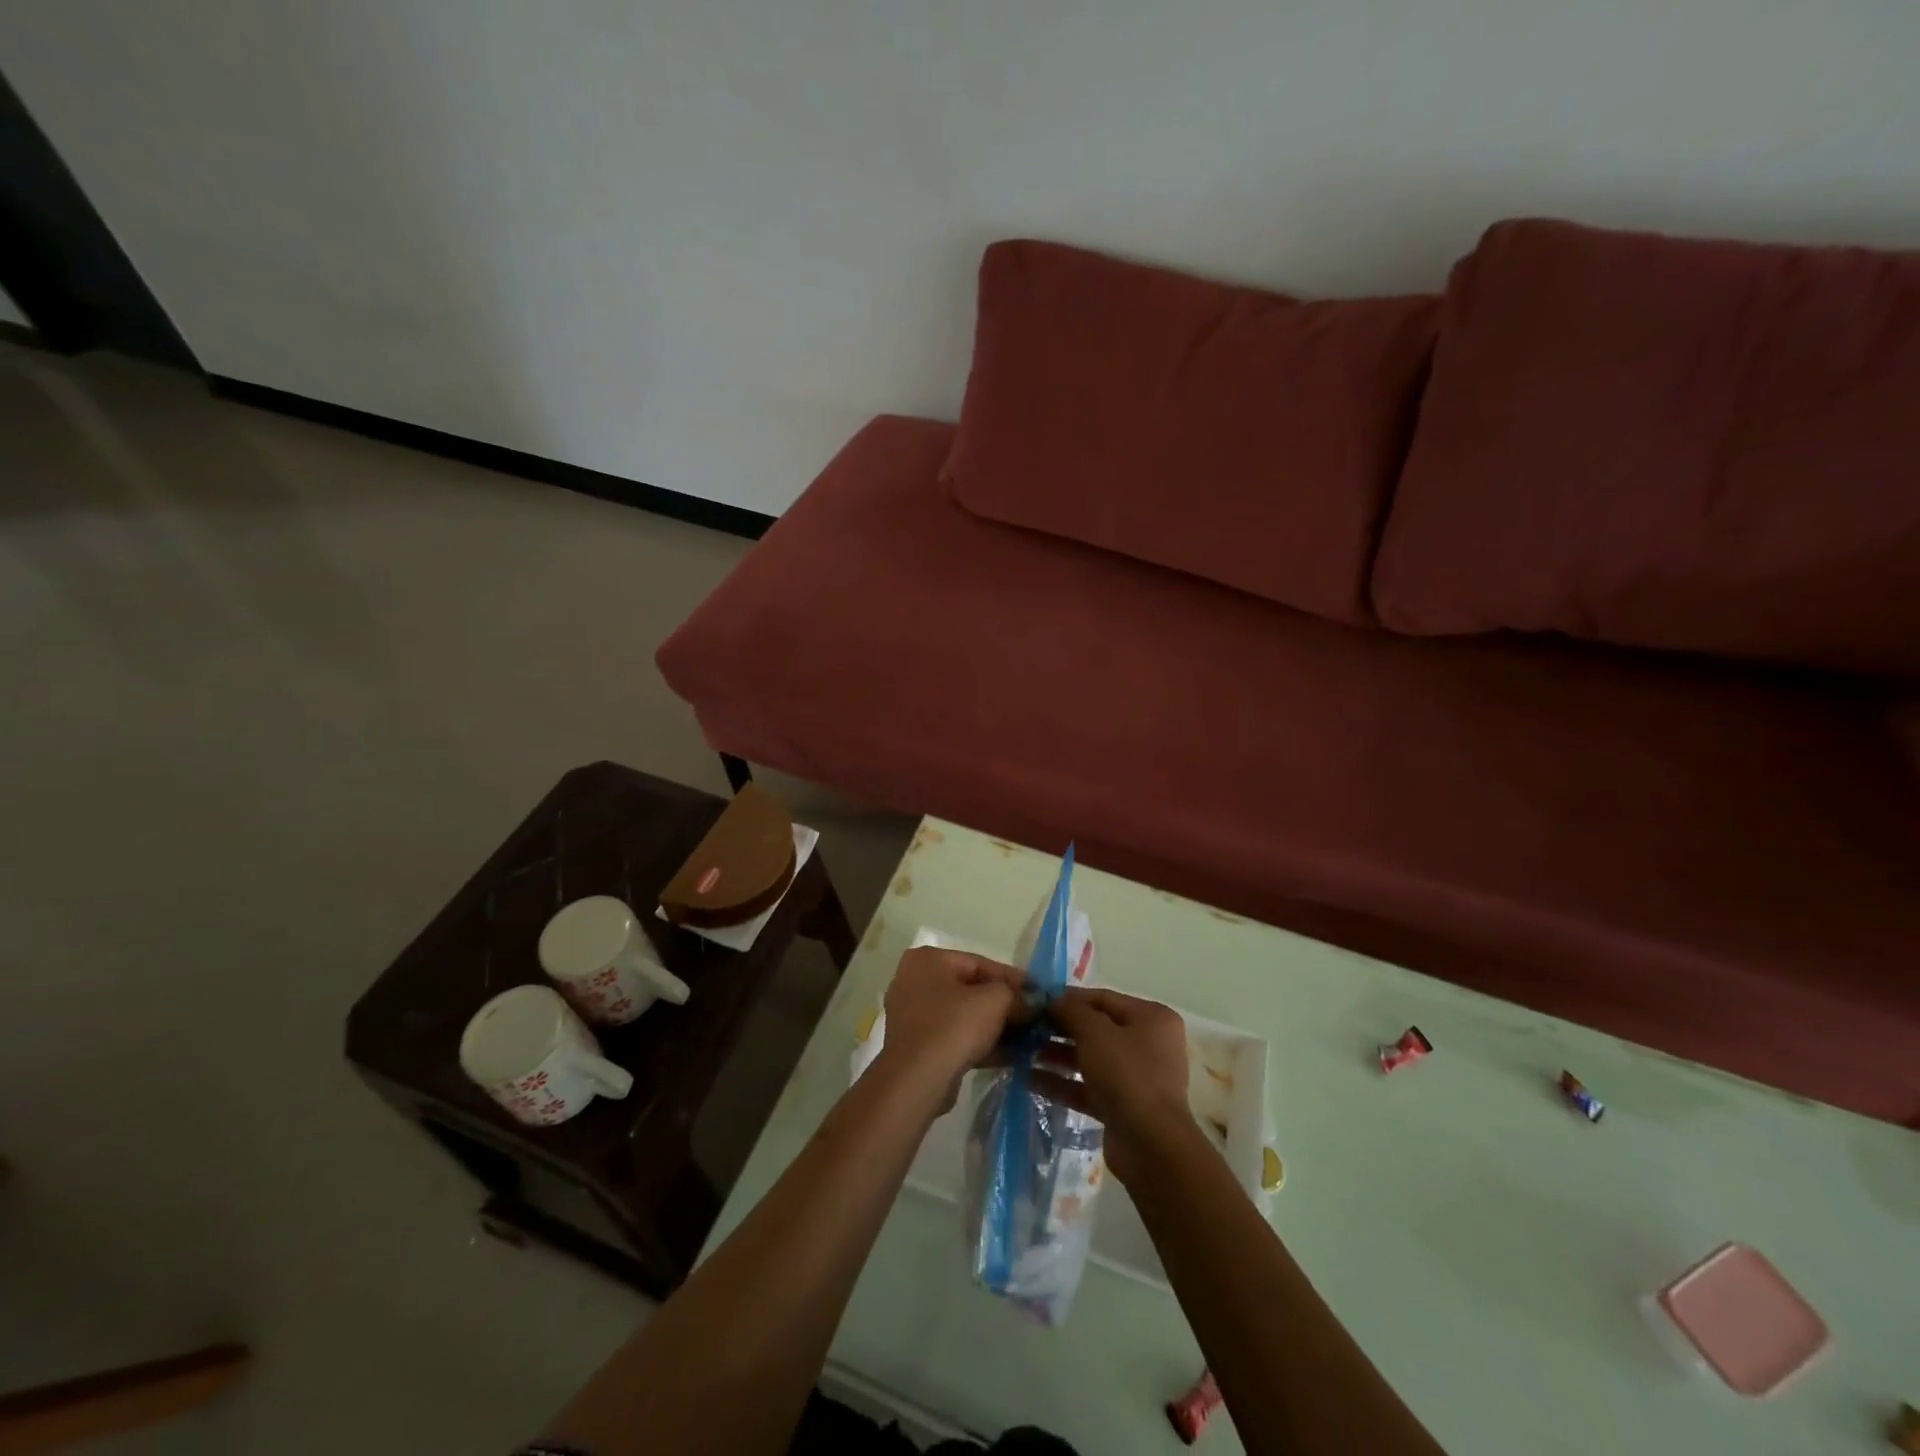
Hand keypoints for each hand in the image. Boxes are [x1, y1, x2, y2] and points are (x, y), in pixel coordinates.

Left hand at [873, 948, 1026, 1110]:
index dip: (1013, 978)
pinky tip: (1012, 1055)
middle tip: (1034, 1017)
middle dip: (1005, 1004)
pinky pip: (956, 1037)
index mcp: (928, 959)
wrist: (918, 1079)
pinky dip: (981, 1043)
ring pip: (964, 1015)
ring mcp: (913, 1015)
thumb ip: (1017, 995)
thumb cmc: (954, 1026)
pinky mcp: (918, 1046)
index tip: (1039, 993)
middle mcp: (915, 981)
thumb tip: (1032, 1002)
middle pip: (971, 989)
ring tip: (1028, 1038)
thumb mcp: (995, 1000)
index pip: (979, 963)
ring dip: (996, 1026)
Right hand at [1041, 988, 1193, 1186]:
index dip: (1068, 998)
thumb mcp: (1096, 1033)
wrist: (1150, 1146)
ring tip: (1021, 1052)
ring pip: (1089, 1058)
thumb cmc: (1127, 1075)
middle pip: (1096, 1029)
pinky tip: (1029, 1079)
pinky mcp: (1122, 1106)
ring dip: (1056, 1055)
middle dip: (1059, 1029)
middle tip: (1025, 1028)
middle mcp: (1147, 1044)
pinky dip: (1063, 1082)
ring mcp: (1136, 1077)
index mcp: (1151, 1018)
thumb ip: (1072, 1010)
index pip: (1102, 998)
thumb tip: (1053, 1000)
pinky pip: (1088, 1087)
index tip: (1036, 1001)